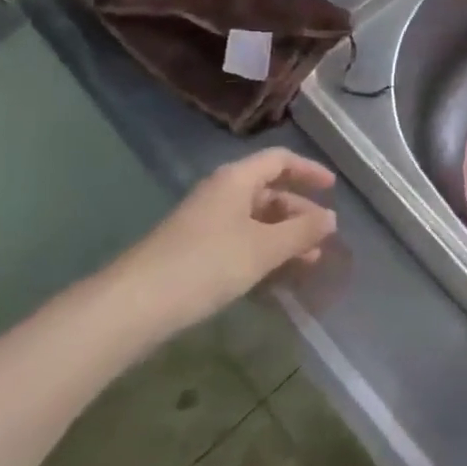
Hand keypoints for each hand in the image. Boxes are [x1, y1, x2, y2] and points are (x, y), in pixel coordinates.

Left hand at [106, 149, 336, 334]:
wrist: (134, 305)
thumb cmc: (207, 264)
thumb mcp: (264, 248)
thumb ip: (302, 231)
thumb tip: (332, 218)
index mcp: (236, 180)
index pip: (280, 160)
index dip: (309, 170)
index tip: (332, 188)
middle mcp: (221, 194)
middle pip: (269, 191)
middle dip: (299, 212)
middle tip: (323, 236)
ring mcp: (205, 223)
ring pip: (256, 220)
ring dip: (284, 237)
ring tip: (308, 262)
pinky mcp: (194, 251)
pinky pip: (240, 241)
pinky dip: (263, 252)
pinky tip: (276, 276)